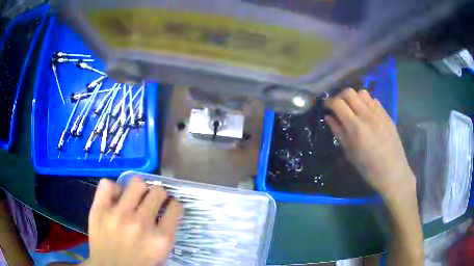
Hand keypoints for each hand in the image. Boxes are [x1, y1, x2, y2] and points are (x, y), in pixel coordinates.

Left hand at [86, 177, 182, 265]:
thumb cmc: (138, 263)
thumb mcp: (160, 254)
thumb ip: (166, 233)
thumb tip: (165, 211)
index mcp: (160, 238)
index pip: (175, 207)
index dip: (173, 205)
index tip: (169, 206)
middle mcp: (142, 223)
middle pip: (158, 192)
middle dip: (158, 195)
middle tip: (152, 200)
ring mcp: (119, 214)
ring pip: (136, 183)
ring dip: (139, 189)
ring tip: (135, 196)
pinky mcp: (100, 209)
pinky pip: (107, 184)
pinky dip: (113, 188)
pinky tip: (115, 198)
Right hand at [324, 88, 415, 200]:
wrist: (393, 172)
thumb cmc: (369, 168)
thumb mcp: (350, 153)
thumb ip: (339, 132)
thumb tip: (329, 117)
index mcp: (356, 127)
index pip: (338, 103)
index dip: (329, 102)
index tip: (326, 106)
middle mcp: (367, 115)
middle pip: (350, 92)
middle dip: (340, 96)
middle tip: (338, 107)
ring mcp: (379, 113)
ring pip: (363, 93)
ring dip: (354, 98)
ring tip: (353, 109)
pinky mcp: (387, 115)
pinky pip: (374, 101)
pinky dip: (366, 103)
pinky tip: (367, 114)